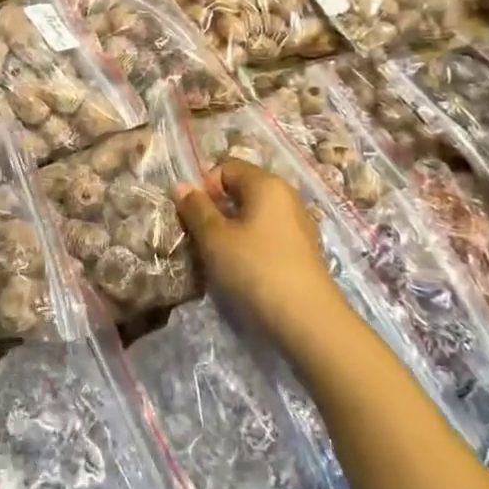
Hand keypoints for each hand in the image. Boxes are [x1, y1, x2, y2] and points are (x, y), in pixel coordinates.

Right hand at [175, 160, 344, 347]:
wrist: (308, 320)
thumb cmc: (255, 268)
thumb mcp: (215, 238)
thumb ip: (196, 208)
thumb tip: (181, 186)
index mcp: (266, 183)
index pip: (227, 167)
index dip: (205, 187)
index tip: (195, 216)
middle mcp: (287, 195)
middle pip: (242, 190)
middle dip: (217, 209)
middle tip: (202, 238)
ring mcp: (299, 223)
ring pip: (255, 215)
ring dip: (233, 230)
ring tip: (221, 257)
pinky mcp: (303, 250)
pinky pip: (269, 235)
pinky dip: (252, 245)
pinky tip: (245, 270)